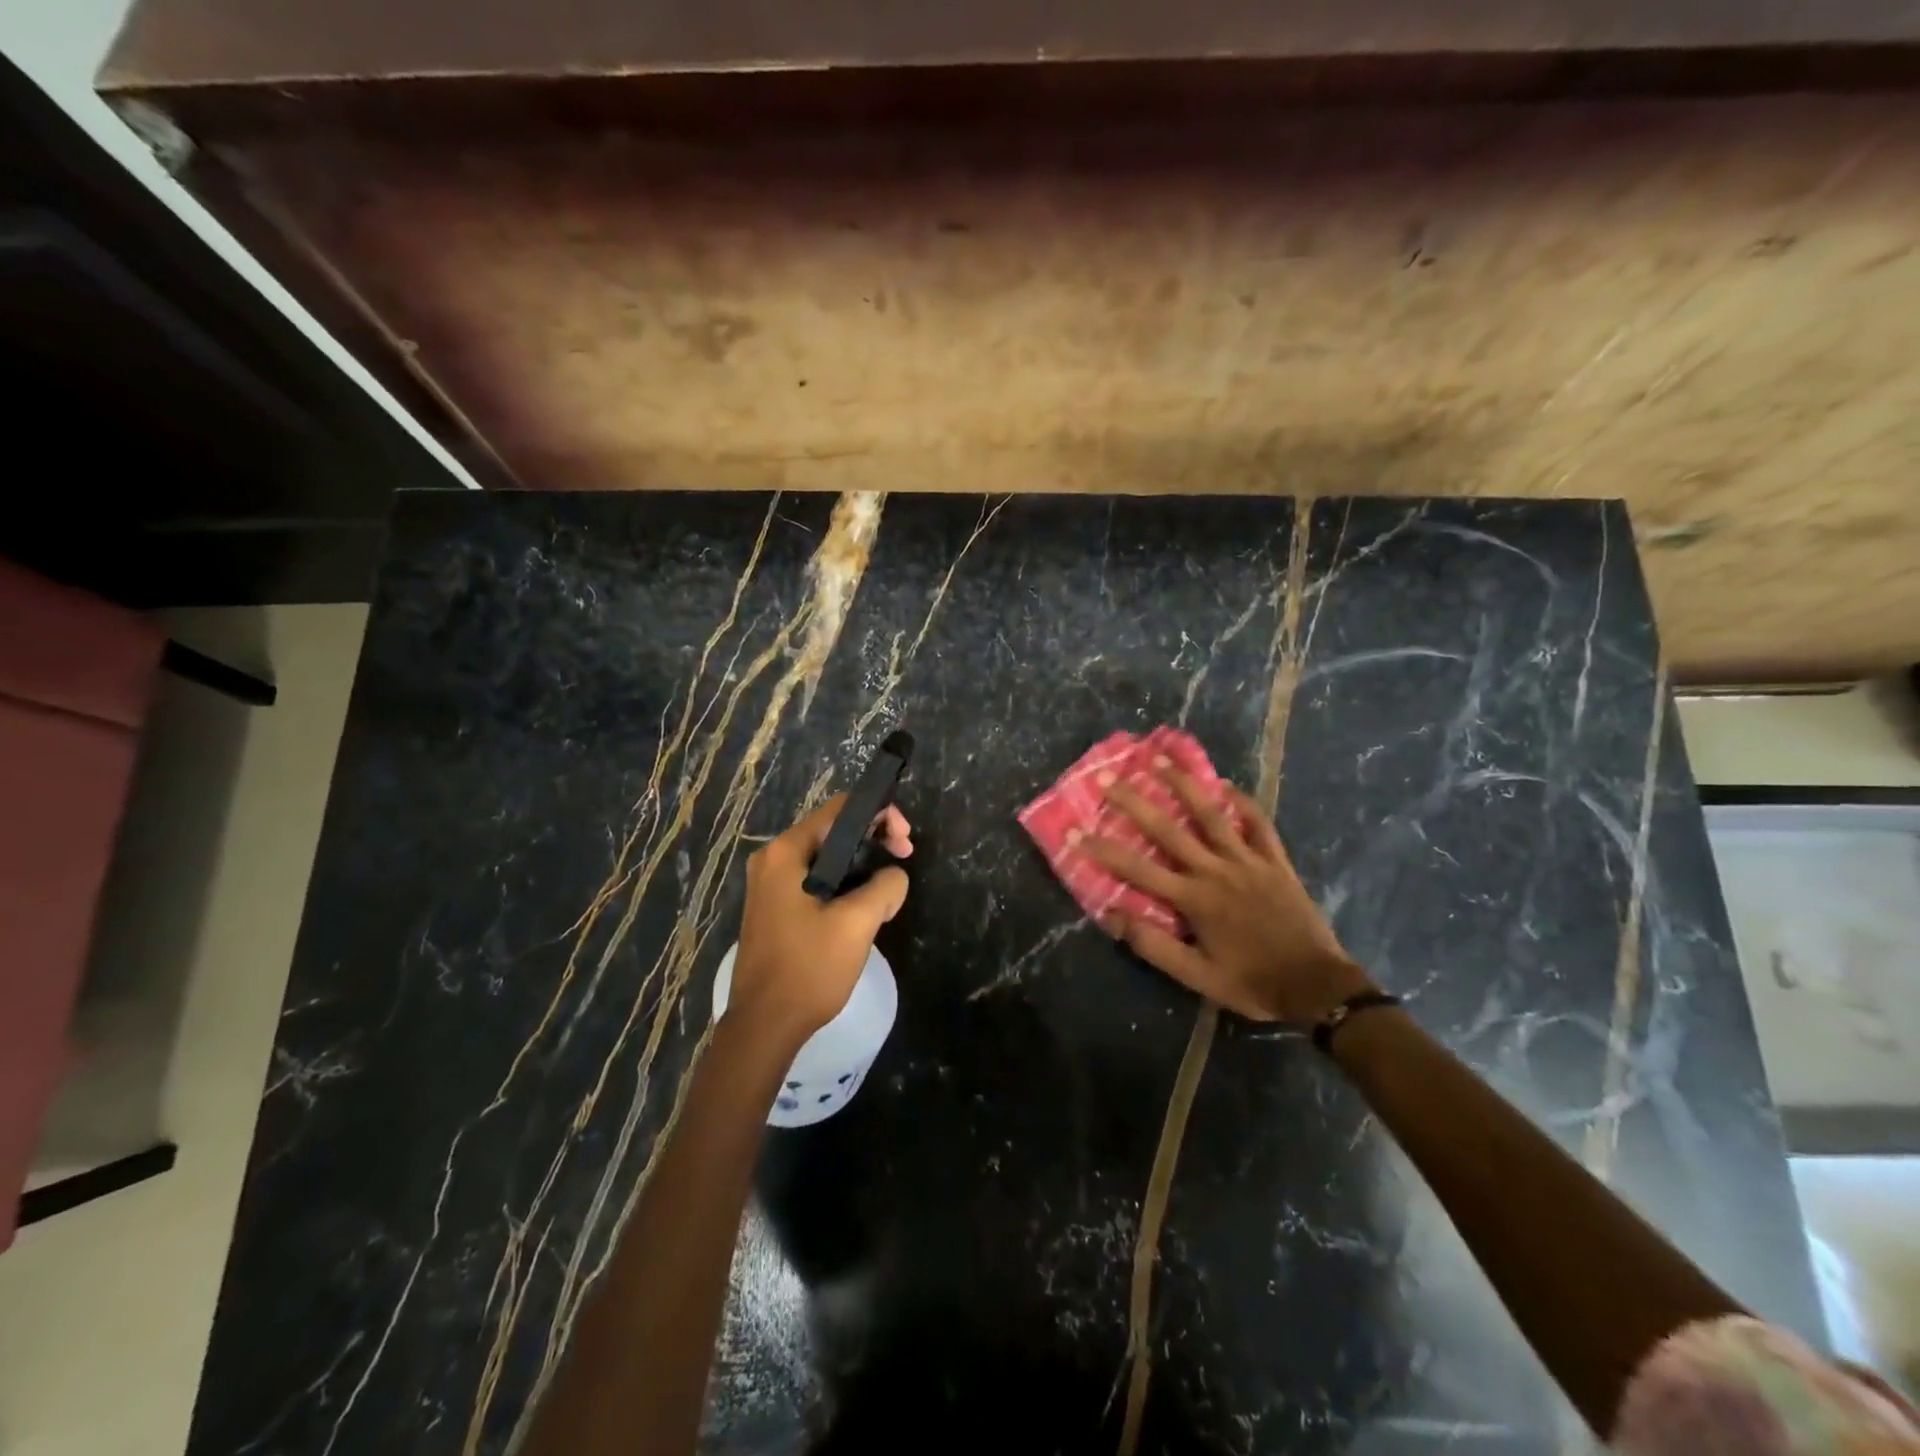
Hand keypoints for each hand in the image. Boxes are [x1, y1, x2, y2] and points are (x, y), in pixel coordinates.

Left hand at [729, 795, 912, 1044]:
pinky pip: (814, 880)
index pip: (840, 810)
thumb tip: (894, 876)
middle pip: (832, 831)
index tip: (905, 842)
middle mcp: (772, 860)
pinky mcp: (774, 909)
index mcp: (786, 852)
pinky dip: (842, 883)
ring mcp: (769, 886)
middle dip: (873, 840)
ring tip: (888, 887)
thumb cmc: (808, 968)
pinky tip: (863, 906)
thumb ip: (885, 886)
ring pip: (825, 858)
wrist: (764, 1026)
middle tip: (904, 859)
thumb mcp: (857, 923)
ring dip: (861, 864)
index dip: (879, 815)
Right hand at [1084, 766, 1372, 1023]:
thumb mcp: (1198, 977)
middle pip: (1169, 829)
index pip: (1138, 870)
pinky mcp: (1275, 861)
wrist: (1316, 986)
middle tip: (1110, 778)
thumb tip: (1113, 917)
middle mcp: (1216, 870)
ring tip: (1161, 759)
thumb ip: (1155, 946)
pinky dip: (1242, 803)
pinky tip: (1226, 785)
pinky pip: (1258, 824)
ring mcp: (1248, 861)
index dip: (1104, 850)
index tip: (1075, 831)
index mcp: (1194, 899)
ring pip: (1212, 815)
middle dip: (1135, 802)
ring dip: (1184, 785)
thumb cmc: (1252, 982)